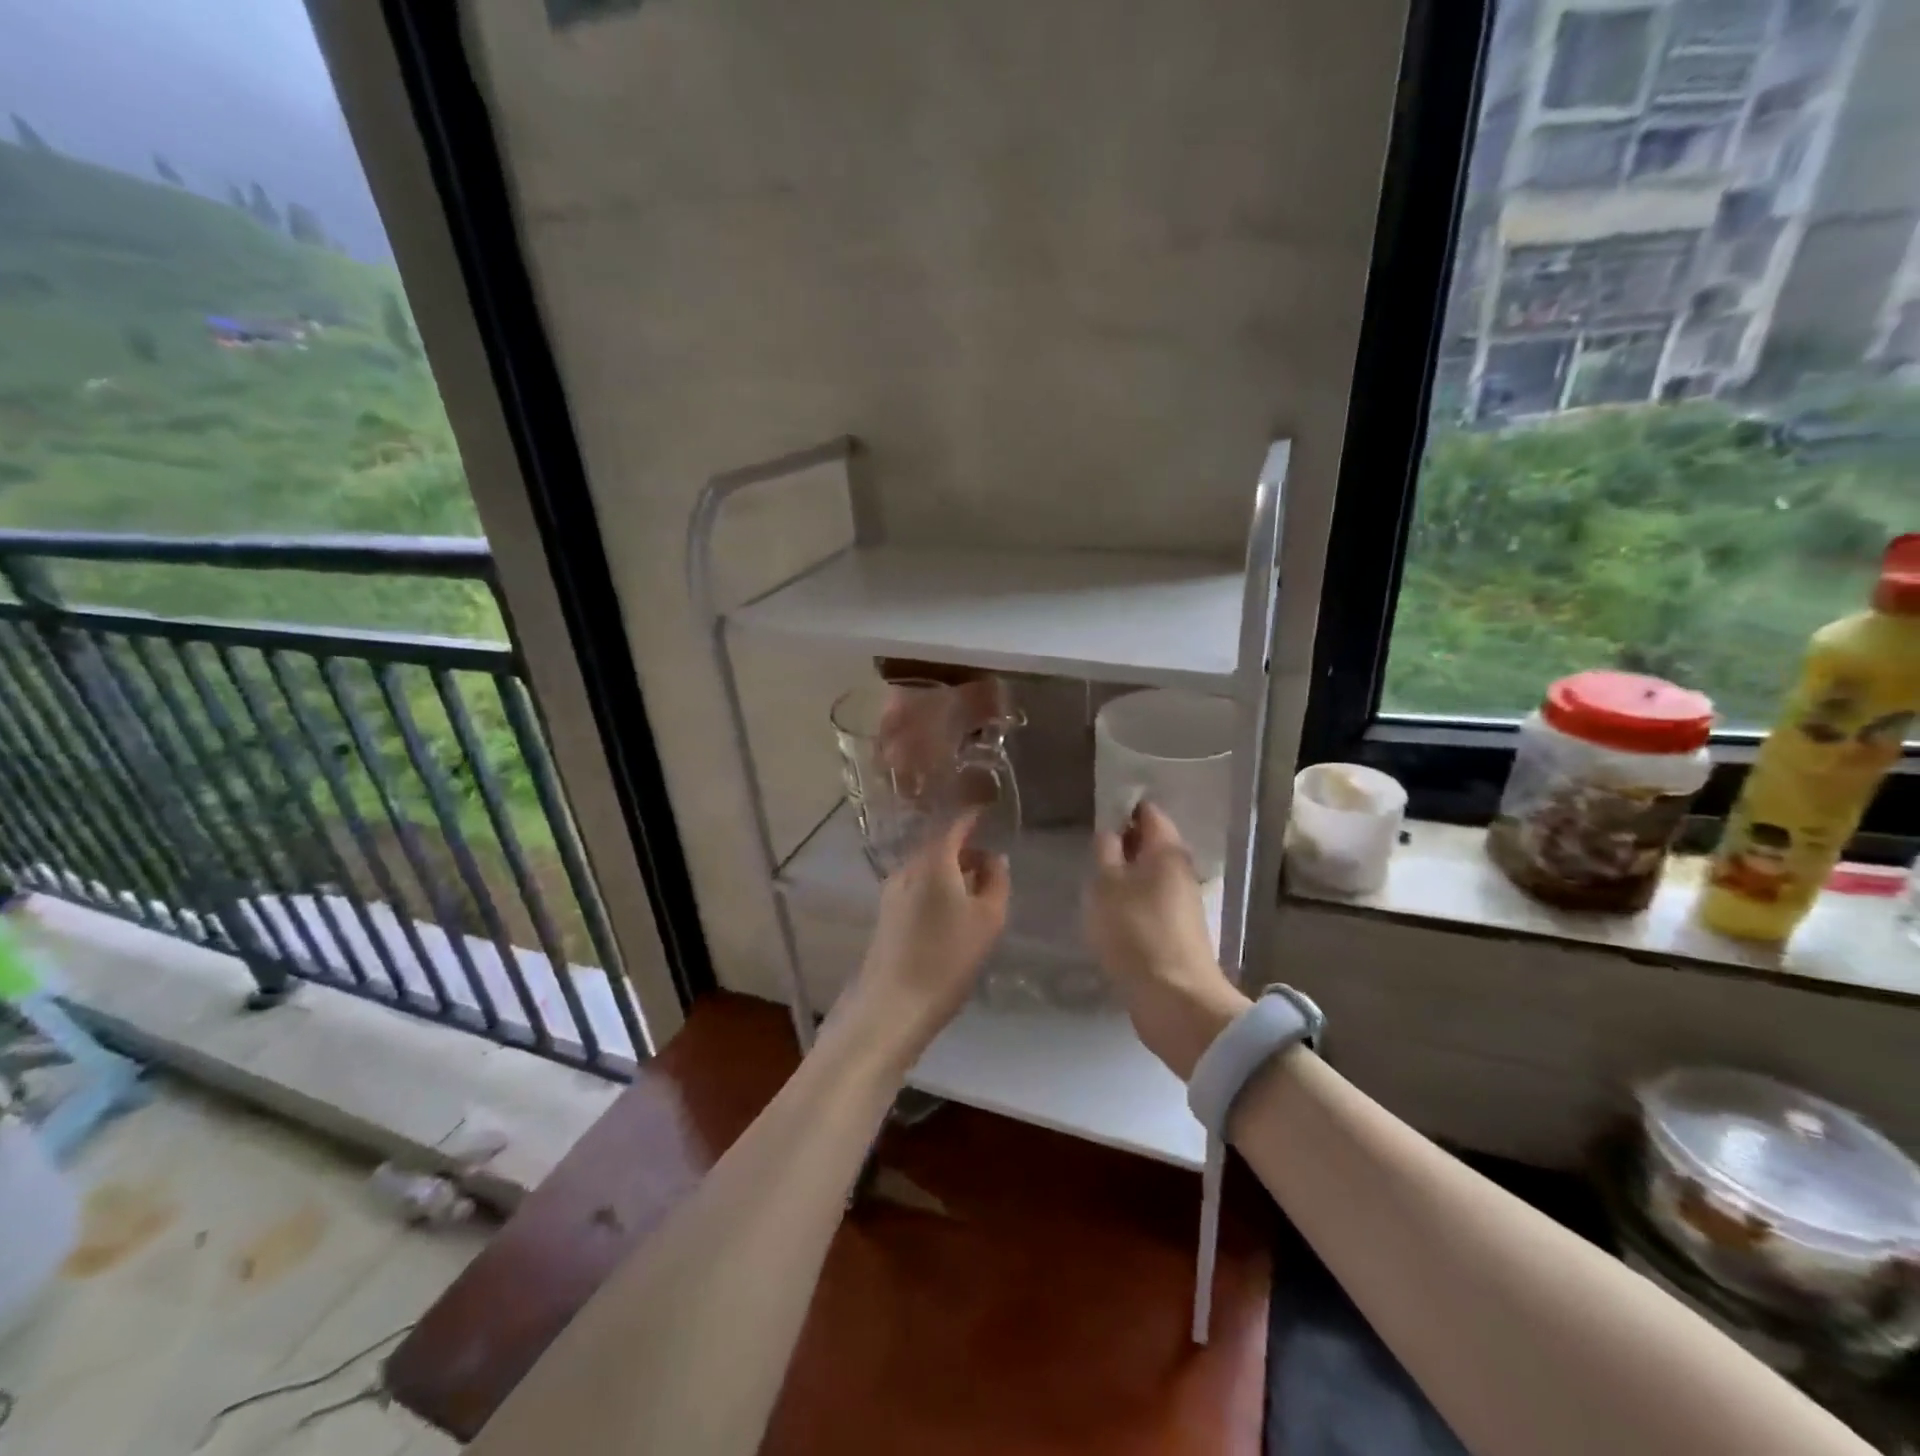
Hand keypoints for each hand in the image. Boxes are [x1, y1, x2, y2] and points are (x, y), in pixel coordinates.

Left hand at [832, 812, 1009, 1070]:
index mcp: (933, 860)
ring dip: (951, 869)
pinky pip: (917, 886)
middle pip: (938, 845)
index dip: (974, 816)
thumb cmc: (948, 957)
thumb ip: (996, 881)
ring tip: (976, 887)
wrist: (893, 1004)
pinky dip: (938, 885)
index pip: (954, 824)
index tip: (991, 811)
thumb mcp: (988, 918)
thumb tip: (994, 858)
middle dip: (965, 847)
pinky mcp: (886, 914)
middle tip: (991, 858)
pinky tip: (952, 909)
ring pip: (927, 867)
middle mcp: (908, 867)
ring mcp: (892, 891)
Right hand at [1085, 802, 1249, 1079]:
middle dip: (1123, 843)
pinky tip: (1110, 914)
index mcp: (1167, 851)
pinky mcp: (1178, 931)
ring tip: (1094, 881)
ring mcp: (1183, 902)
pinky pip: (1151, 902)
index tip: (1097, 814)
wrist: (1174, 1000)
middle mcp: (1181, 870)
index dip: (1123, 808)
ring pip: (1150, 875)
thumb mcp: (1107, 886)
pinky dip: (1132, 901)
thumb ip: (1106, 853)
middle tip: (1090, 850)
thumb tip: (1111, 833)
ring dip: (1125, 875)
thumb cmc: (1136, 932)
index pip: (1149, 813)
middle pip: (1152, 844)